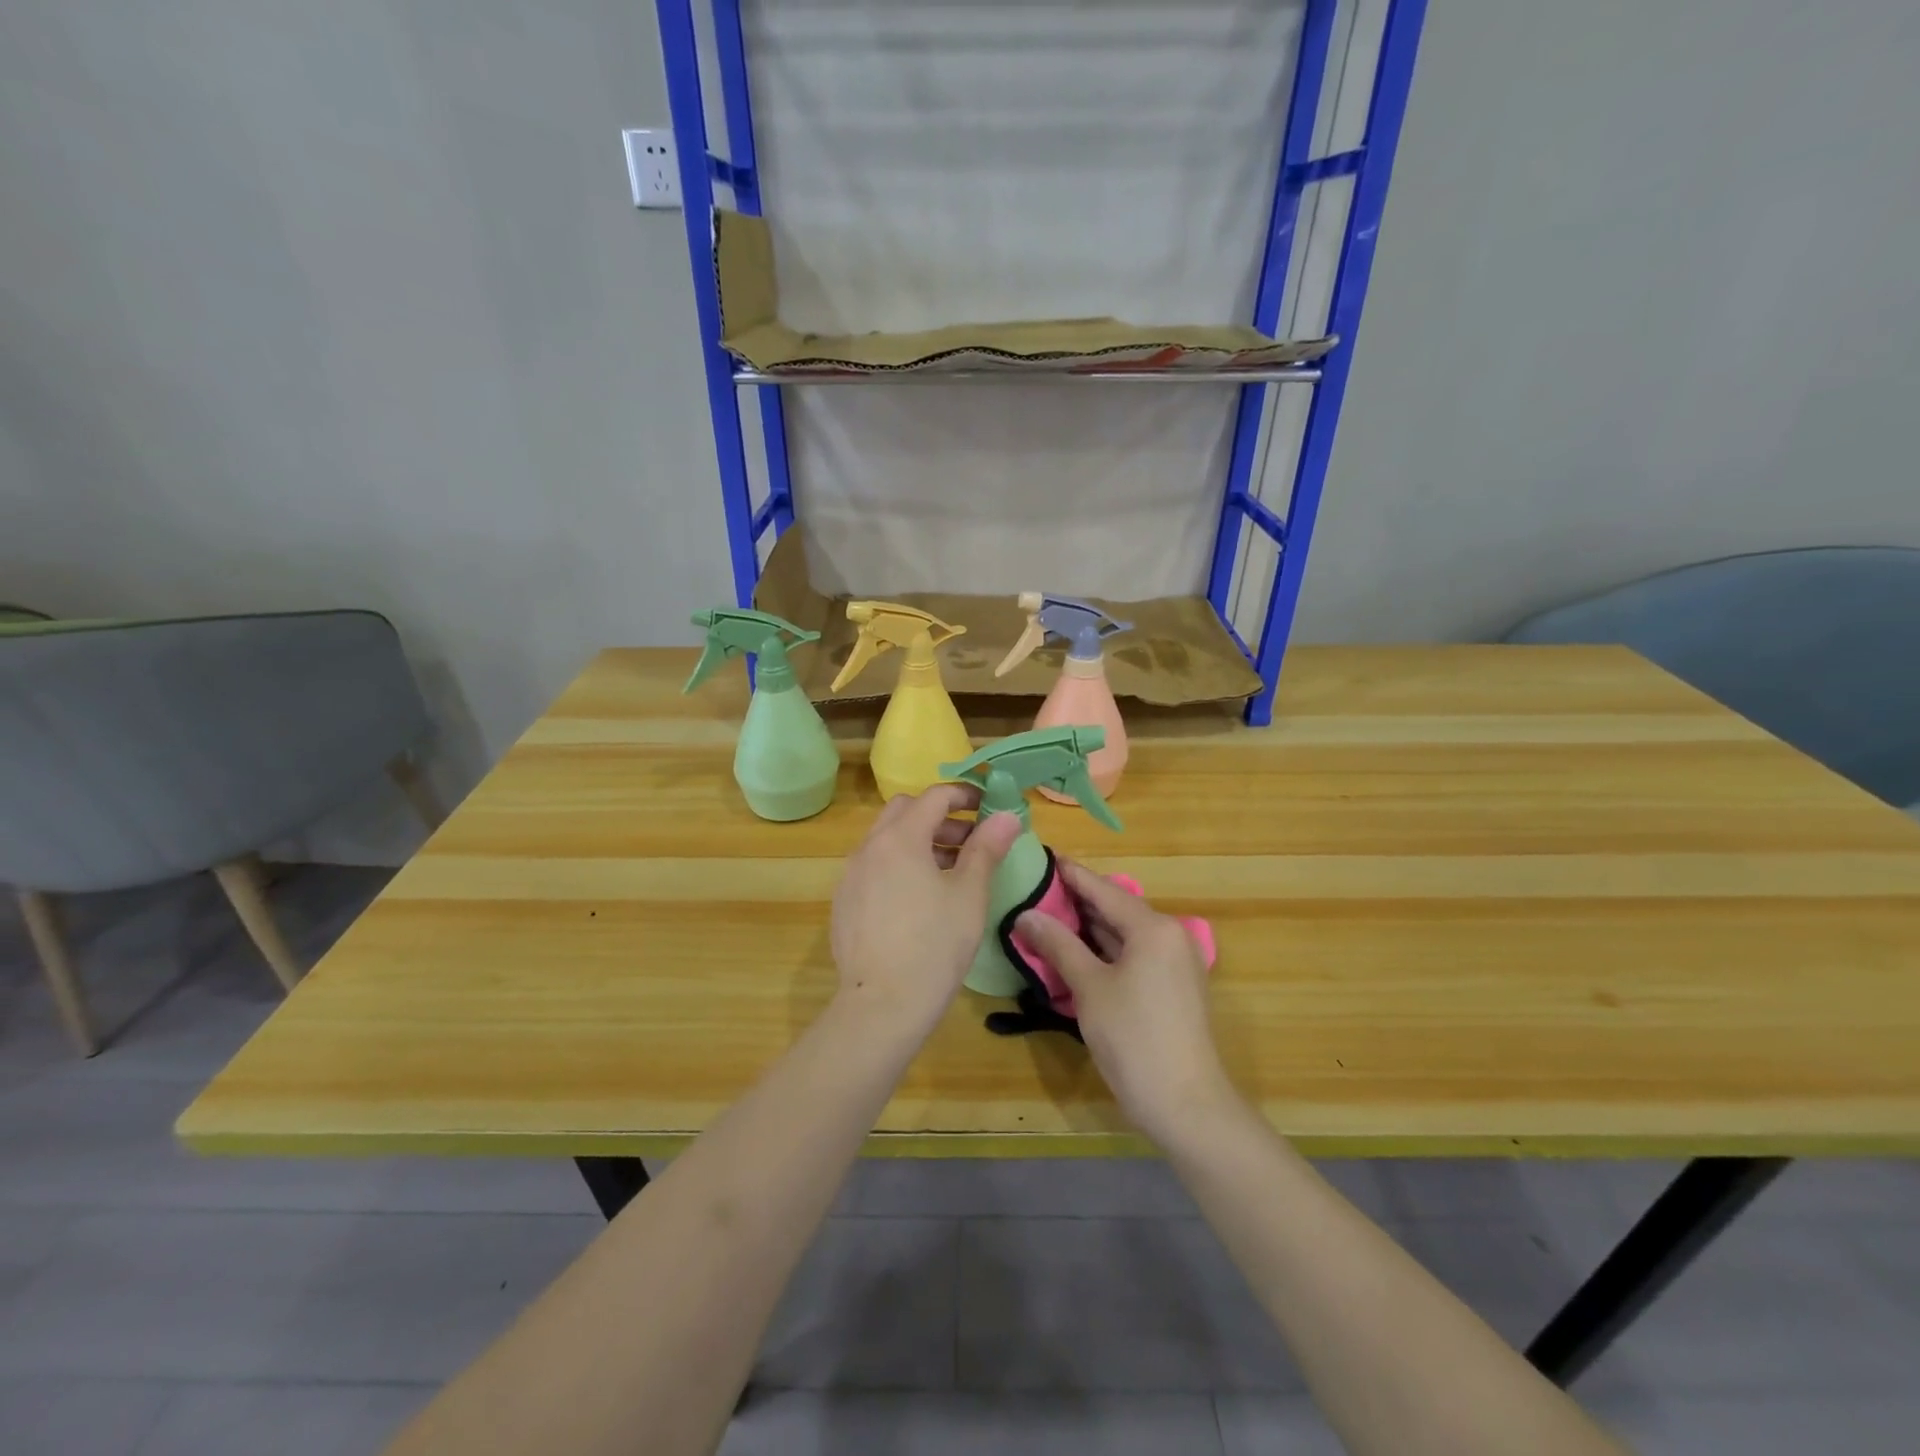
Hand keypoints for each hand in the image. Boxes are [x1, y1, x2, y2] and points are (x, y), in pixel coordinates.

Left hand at [830, 785, 1021, 1031]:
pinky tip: (918, 900)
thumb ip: (986, 849)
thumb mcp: (969, 895)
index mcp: (900, 838)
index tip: (989, 807)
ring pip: (886, 840)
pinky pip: (873, 867)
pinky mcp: (844, 903)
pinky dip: (898, 865)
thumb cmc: (934, 946)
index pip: (934, 796)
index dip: (965, 795)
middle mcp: (869, 848)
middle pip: (905, 812)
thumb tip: (1007, 816)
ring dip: (919, 841)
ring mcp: (850, 876)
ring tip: (950, 872)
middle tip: (970, 840)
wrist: (881, 1006)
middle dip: (939, 817)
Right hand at [1016, 860, 1235, 1145]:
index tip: (1042, 855)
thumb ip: (1058, 945)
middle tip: (1034, 889)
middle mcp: (1169, 935)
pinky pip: (1133, 954)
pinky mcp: (1173, 987)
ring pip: (1123, 933)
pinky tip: (1075, 951)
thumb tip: (1025, 914)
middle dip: (1075, 900)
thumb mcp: (1089, 988)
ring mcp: (1174, 962)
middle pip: (1115, 908)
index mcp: (1153, 927)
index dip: (1071, 873)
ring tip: (1046, 914)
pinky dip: (1104, 949)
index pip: (1103, 889)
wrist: (1186, 1104)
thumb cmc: (1134, 1038)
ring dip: (1088, 927)